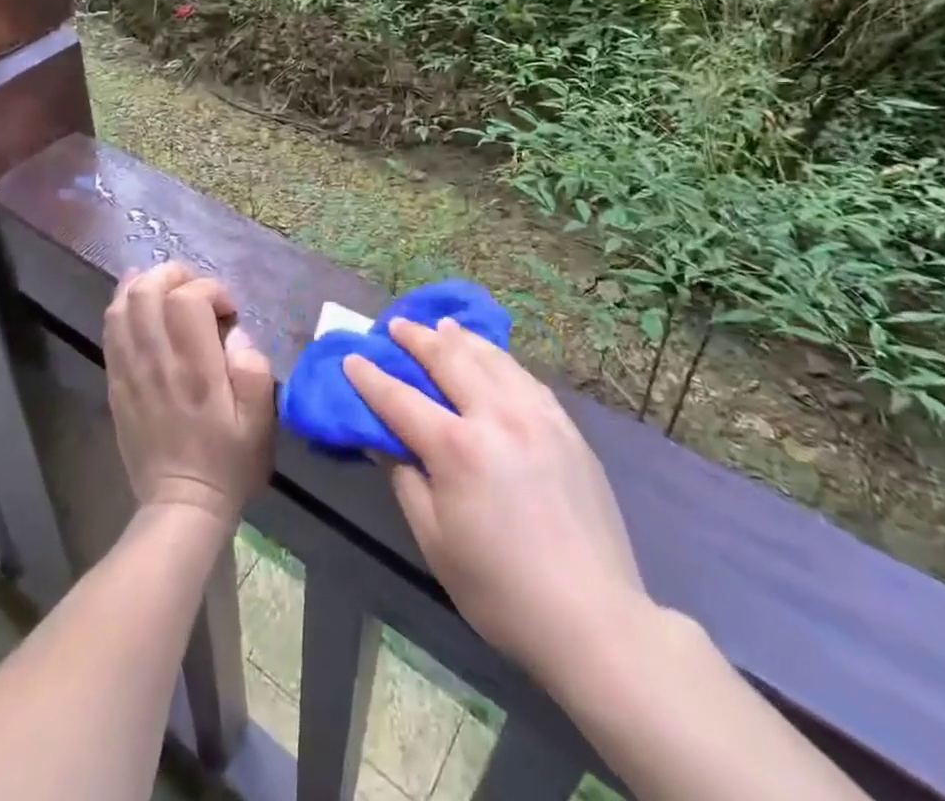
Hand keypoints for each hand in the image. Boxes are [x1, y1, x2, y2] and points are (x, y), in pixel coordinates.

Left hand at [104, 262, 274, 523]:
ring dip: (146, 285)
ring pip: (123, 305)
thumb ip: (254, 369)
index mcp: (196, 369)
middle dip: (174, 275)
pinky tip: (136, 298)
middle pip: (148, 291)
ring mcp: (130, 371)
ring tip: (168, 289)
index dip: (211, 290)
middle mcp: (158, 362)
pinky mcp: (116, 383)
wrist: (180, 505)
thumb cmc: (228, 462)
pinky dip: (122, 304)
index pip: (188, 300)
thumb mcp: (260, 421)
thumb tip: (235, 334)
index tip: (228, 311)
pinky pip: (110, 330)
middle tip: (197, 291)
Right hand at [344, 318, 650, 683]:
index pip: (401, 399)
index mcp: (457, 448)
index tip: (352, 357)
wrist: (592, 617)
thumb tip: (387, 441)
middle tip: (396, 325)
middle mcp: (496, 415)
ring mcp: (537, 415)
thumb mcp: (435, 541)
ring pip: (491, 358)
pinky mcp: (566, 426)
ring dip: (460, 338)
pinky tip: (492, 359)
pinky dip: (499, 359)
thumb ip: (406, 480)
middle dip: (417, 338)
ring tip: (442, 326)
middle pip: (449, 359)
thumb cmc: (500, 590)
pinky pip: (524, 377)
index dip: (371, 377)